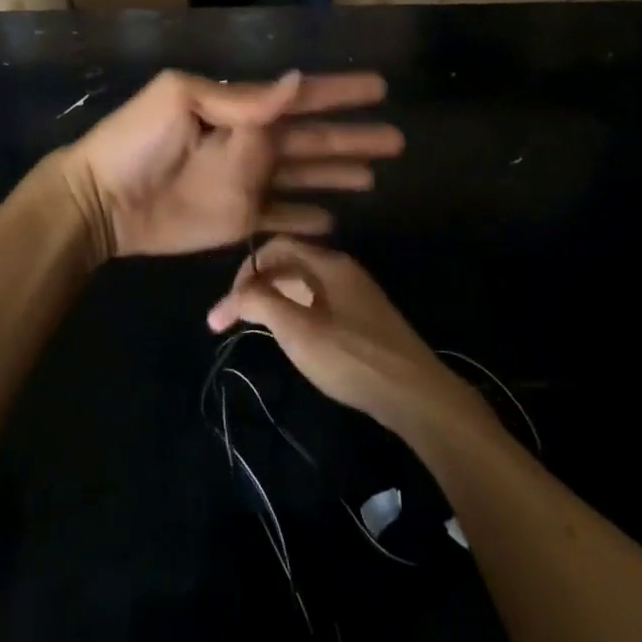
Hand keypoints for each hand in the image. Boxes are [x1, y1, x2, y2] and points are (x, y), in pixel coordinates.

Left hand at [61, 70, 402, 259]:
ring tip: (375, 176)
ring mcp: (248, 184)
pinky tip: (334, 220)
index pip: (302, 98)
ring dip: (338, 173)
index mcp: (241, 111)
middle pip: (315, 140)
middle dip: (353, 137)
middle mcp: (253, 145)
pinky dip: (307, 219)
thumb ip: (240, 99)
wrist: (101, 200)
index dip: (340, 92)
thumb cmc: (136, 141)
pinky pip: (282, 219)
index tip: (379, 86)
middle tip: (396, 139)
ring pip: (306, 176)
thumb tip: (296, 81)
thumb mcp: (181, 100)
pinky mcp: (239, 221)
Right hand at [205, 237, 491, 439]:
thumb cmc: (352, 358)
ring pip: (304, 283)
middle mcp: (343, 269)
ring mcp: (356, 293)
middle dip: (256, 286)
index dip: (245, 271)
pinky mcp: (364, 317)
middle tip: (232, 319)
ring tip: (253, 326)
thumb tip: (236, 292)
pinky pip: (319, 300)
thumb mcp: (299, 331)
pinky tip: (290, 336)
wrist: (416, 394)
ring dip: (274, 298)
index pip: (276, 247)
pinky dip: (295, 310)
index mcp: (329, 263)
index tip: (226, 307)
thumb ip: (263, 303)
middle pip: (289, 263)